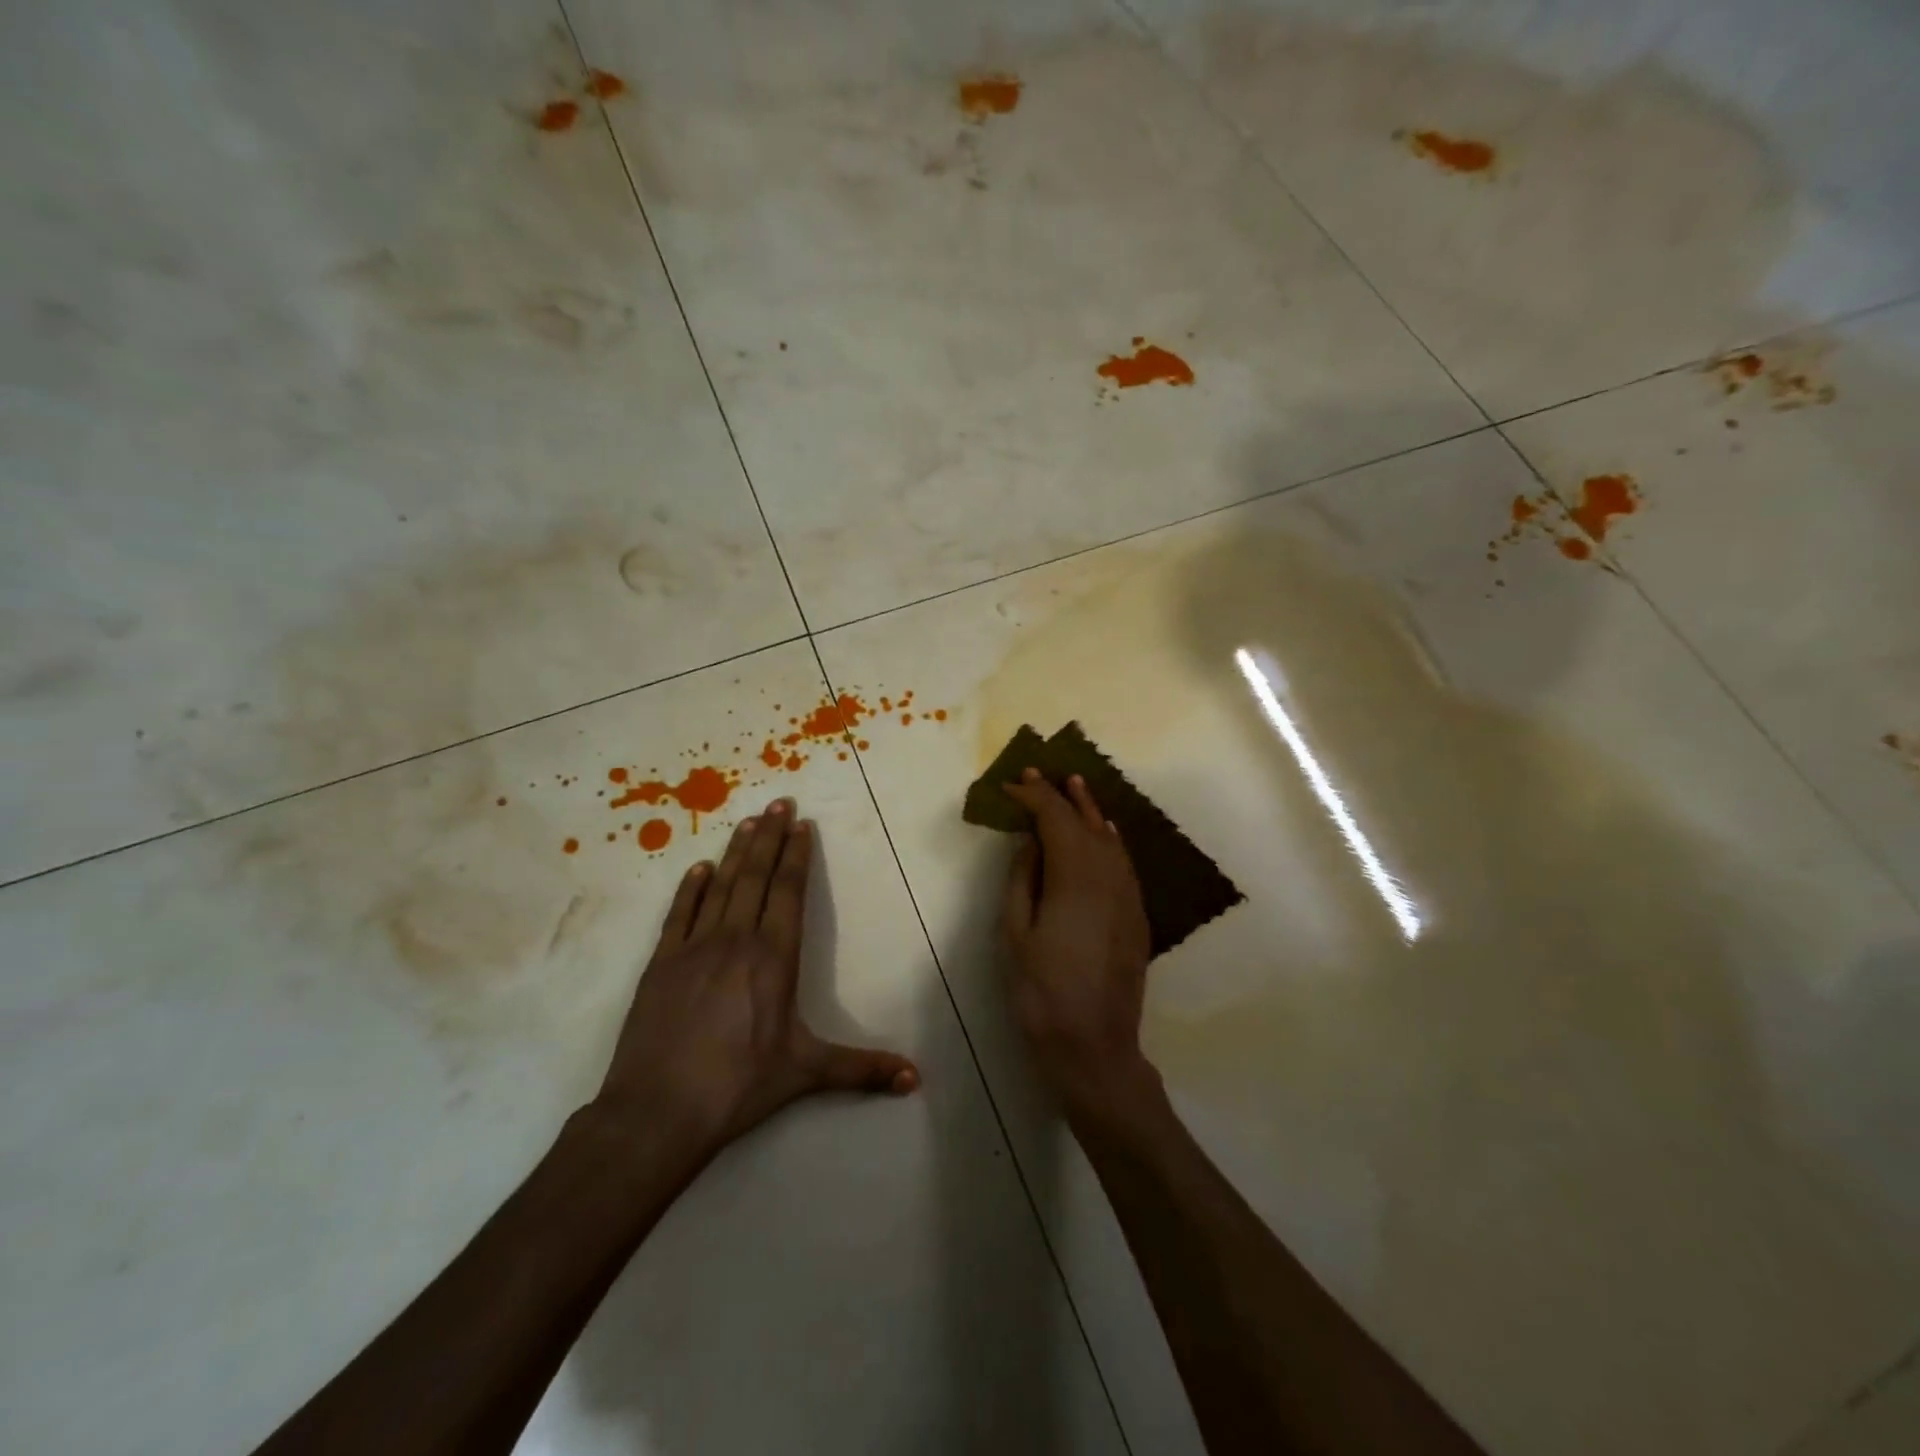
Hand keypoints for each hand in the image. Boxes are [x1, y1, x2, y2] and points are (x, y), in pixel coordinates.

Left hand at [593, 799, 918, 1157]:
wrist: (657, 1112)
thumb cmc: (738, 1086)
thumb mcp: (806, 1073)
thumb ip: (862, 1070)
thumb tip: (917, 1080)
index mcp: (773, 958)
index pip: (788, 892)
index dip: (796, 855)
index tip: (801, 824)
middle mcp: (735, 940)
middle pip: (756, 876)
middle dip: (770, 837)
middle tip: (778, 802)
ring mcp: (693, 948)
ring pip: (720, 886)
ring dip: (736, 851)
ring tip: (748, 821)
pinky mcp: (661, 963)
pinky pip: (679, 913)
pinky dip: (690, 887)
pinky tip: (699, 868)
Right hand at [1001, 770, 1155, 1109]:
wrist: (1094, 1047)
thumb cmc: (1041, 992)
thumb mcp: (1015, 932)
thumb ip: (1023, 878)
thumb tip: (1030, 840)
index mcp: (1074, 876)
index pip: (1055, 819)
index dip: (1034, 796)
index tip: (1013, 784)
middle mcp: (1108, 875)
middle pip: (1086, 822)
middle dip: (1063, 795)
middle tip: (1042, 773)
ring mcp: (1129, 895)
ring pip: (1110, 839)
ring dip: (1090, 811)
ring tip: (1075, 787)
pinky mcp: (1137, 914)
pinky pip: (1124, 862)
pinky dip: (1110, 839)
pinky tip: (1104, 832)